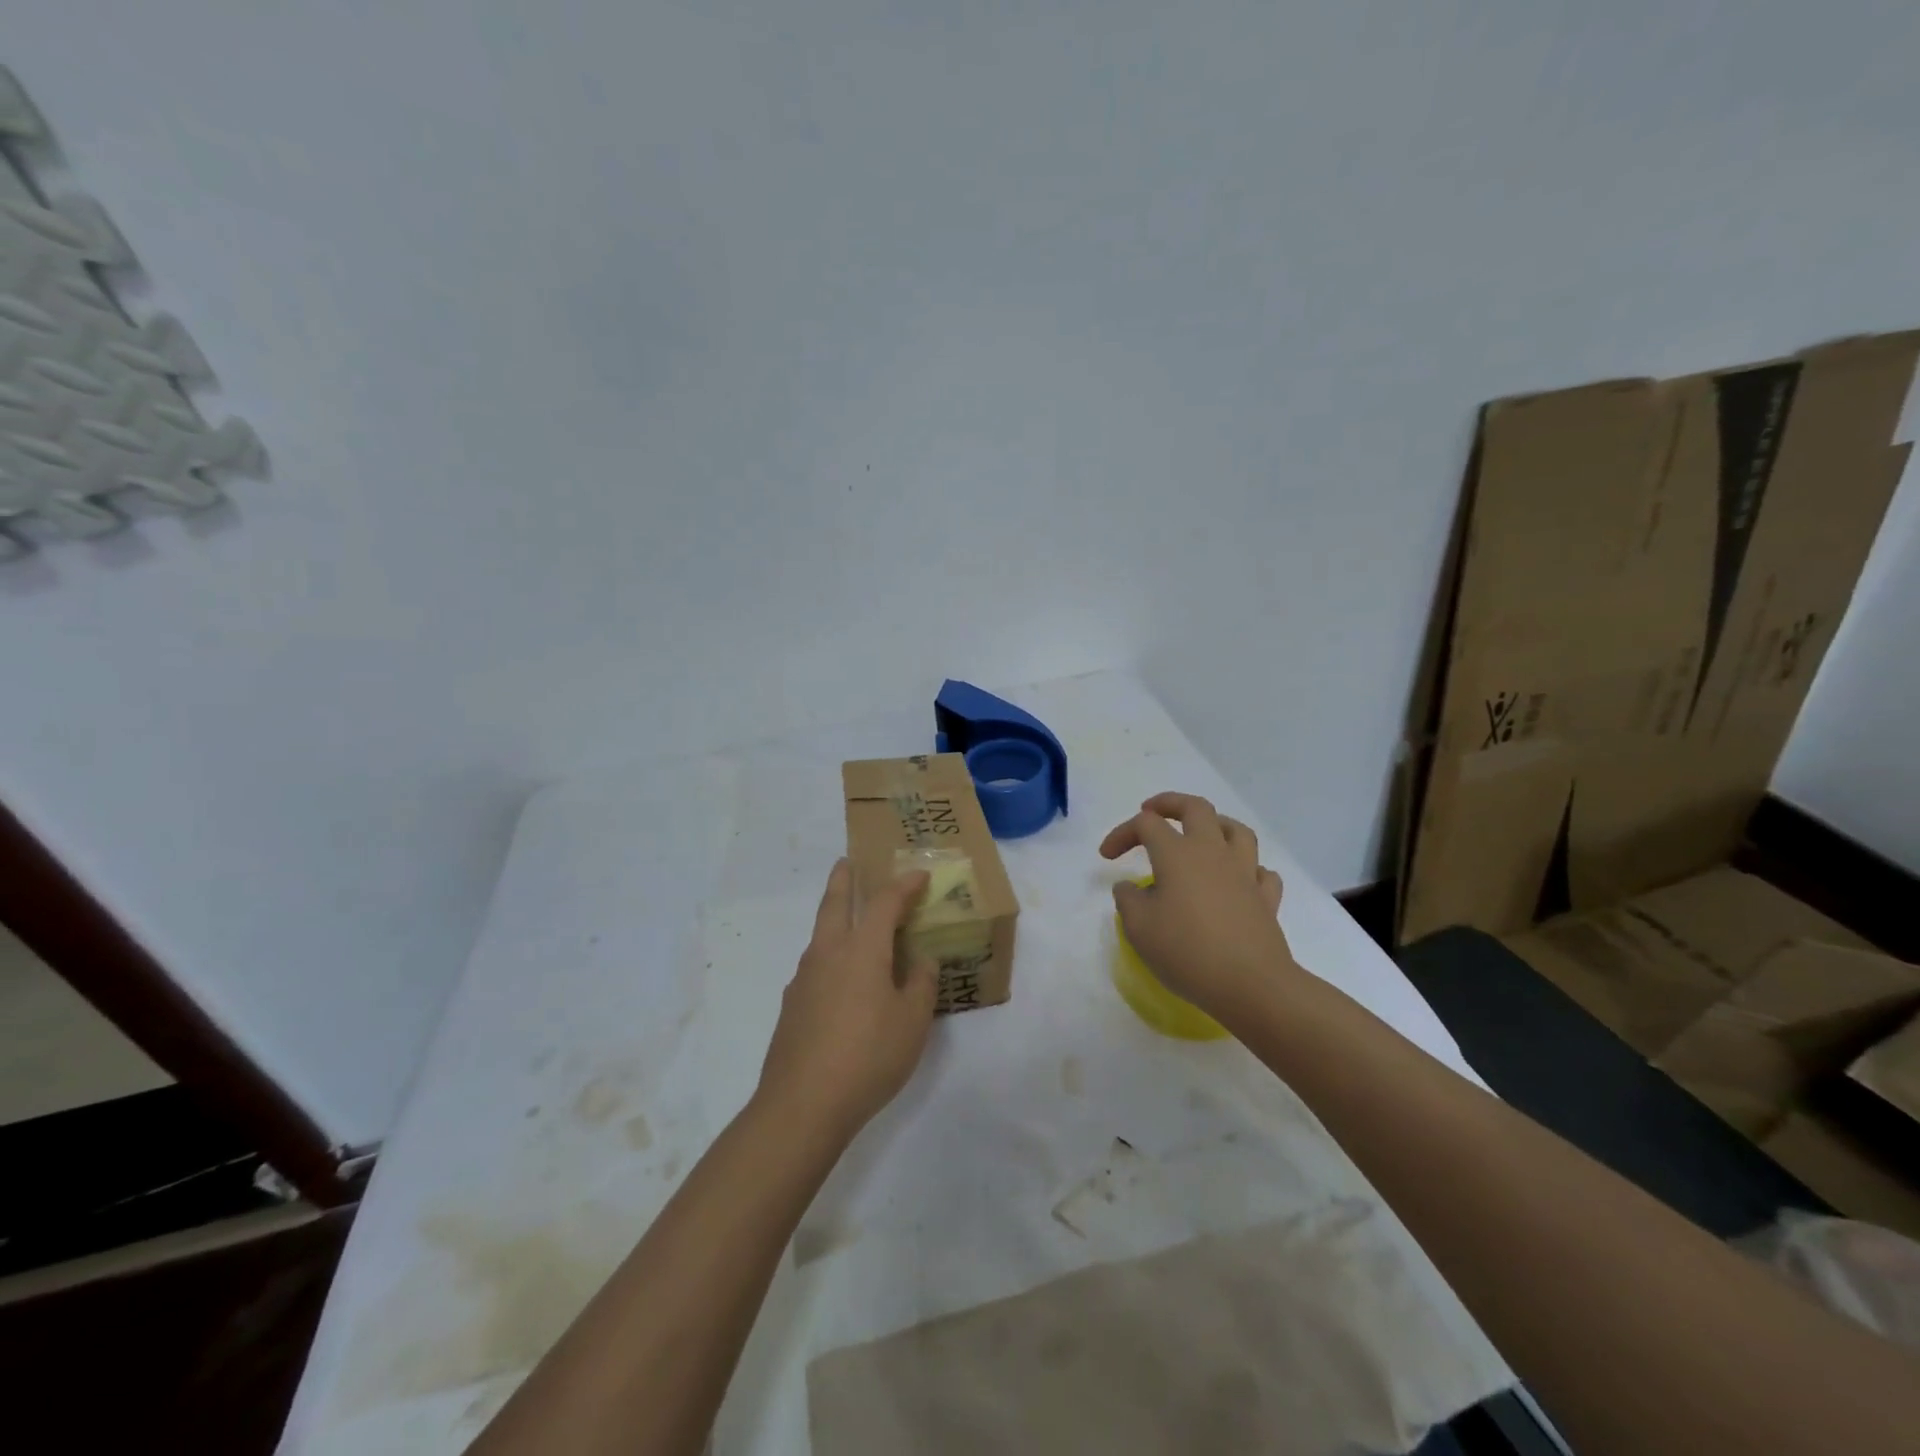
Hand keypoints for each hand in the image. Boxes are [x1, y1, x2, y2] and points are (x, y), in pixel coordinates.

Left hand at [756, 860, 936, 1142]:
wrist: (801, 1105)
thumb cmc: (868, 1056)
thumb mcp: (911, 1022)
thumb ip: (920, 984)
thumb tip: (920, 960)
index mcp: (861, 949)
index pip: (884, 902)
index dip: (904, 885)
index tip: (920, 876)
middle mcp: (827, 953)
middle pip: (833, 903)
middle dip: (843, 880)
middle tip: (847, 863)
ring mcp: (803, 979)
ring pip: (820, 935)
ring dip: (834, 917)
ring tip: (850, 923)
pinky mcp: (792, 1006)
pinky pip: (815, 966)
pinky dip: (830, 956)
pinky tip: (840, 981)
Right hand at [1099, 792, 1295, 1023]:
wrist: (1251, 985)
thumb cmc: (1187, 951)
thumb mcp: (1139, 928)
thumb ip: (1128, 900)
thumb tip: (1131, 888)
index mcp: (1178, 854)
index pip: (1146, 825)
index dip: (1122, 833)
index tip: (1107, 857)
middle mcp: (1213, 853)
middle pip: (1196, 808)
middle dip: (1170, 803)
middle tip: (1152, 811)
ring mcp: (1244, 873)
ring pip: (1236, 830)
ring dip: (1215, 825)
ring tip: (1200, 835)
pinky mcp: (1265, 899)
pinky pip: (1260, 871)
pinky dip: (1247, 868)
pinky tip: (1237, 879)